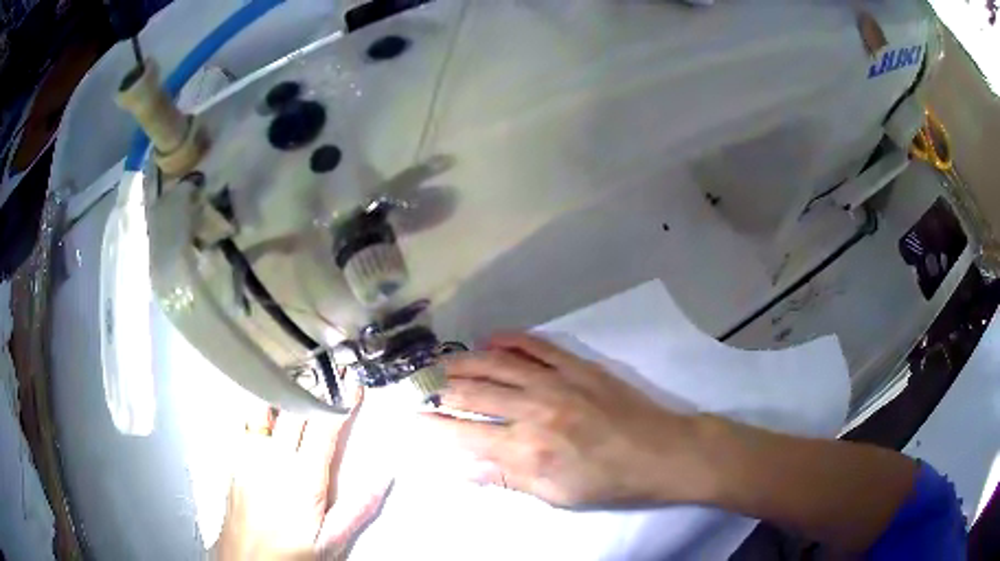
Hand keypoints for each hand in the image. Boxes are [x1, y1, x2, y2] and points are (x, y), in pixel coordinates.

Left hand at [218, 389, 390, 559]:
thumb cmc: (286, 554)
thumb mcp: (331, 541)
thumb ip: (357, 508)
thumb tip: (383, 478)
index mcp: (301, 479)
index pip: (323, 427)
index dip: (339, 401)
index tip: (351, 383)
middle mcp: (272, 460)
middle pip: (292, 408)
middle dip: (314, 386)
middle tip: (328, 375)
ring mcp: (249, 457)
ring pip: (264, 407)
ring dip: (284, 392)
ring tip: (299, 383)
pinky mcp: (235, 460)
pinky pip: (247, 423)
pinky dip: (262, 409)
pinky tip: (268, 411)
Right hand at [422, 333, 708, 507]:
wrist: (661, 453)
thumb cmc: (607, 483)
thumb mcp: (555, 495)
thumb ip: (506, 478)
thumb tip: (460, 467)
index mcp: (527, 450)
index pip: (463, 435)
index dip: (432, 426)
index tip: (412, 418)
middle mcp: (534, 411)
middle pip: (472, 393)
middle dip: (439, 388)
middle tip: (420, 384)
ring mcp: (557, 382)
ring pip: (496, 364)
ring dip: (464, 361)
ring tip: (442, 362)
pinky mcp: (578, 366)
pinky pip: (536, 345)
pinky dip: (510, 340)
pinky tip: (491, 338)